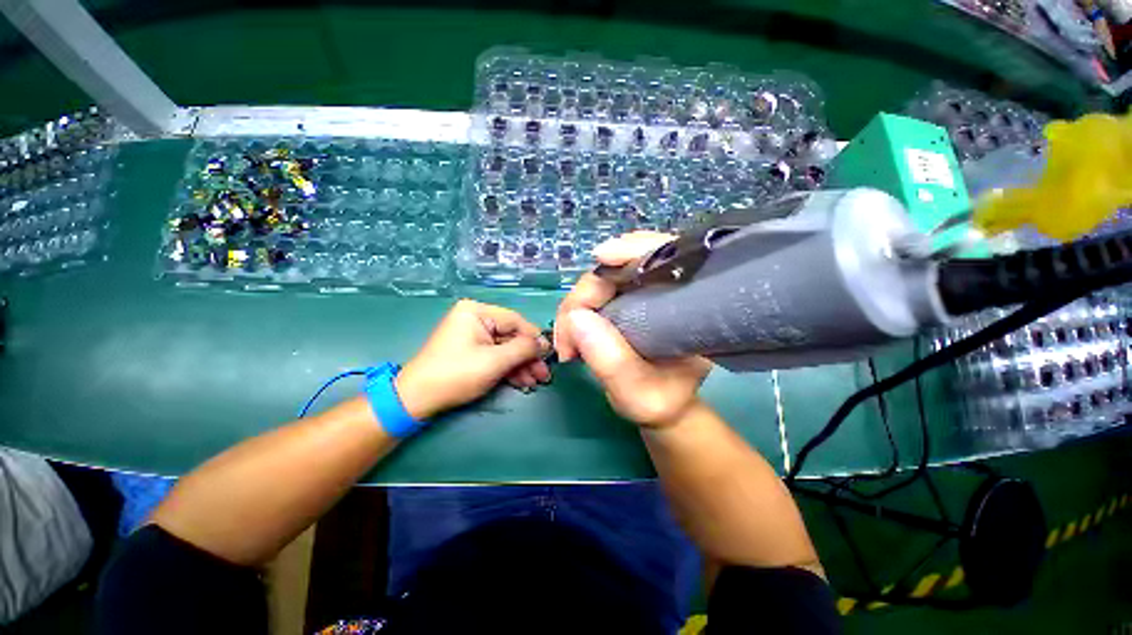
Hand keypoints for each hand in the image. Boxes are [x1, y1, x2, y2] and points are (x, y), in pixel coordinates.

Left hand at [396, 300, 549, 419]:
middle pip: (512, 336)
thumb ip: (524, 349)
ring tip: (537, 381)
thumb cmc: (456, 374)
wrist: (416, 400)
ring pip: (505, 348)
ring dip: (521, 365)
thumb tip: (545, 343)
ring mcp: (473, 335)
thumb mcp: (495, 361)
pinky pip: (495, 355)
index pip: (516, 321)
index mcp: (477, 312)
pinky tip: (523, 381)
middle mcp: (475, 319)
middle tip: (544, 374)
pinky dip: (508, 368)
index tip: (550, 355)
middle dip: (529, 357)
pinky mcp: (471, 351)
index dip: (535, 339)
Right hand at [554, 232, 711, 427]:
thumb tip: (576, 317)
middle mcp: (664, 288)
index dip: (633, 248)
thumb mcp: (639, 391)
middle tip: (567, 341)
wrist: (662, 406)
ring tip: (568, 346)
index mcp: (687, 303)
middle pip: (618, 267)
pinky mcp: (622, 300)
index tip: (602, 258)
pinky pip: (593, 293)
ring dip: (575, 308)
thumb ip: (611, 360)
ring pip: (599, 279)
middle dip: (584, 297)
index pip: (665, 255)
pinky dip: (576, 311)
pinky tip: (571, 335)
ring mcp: (640, 292)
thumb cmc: (661, 400)